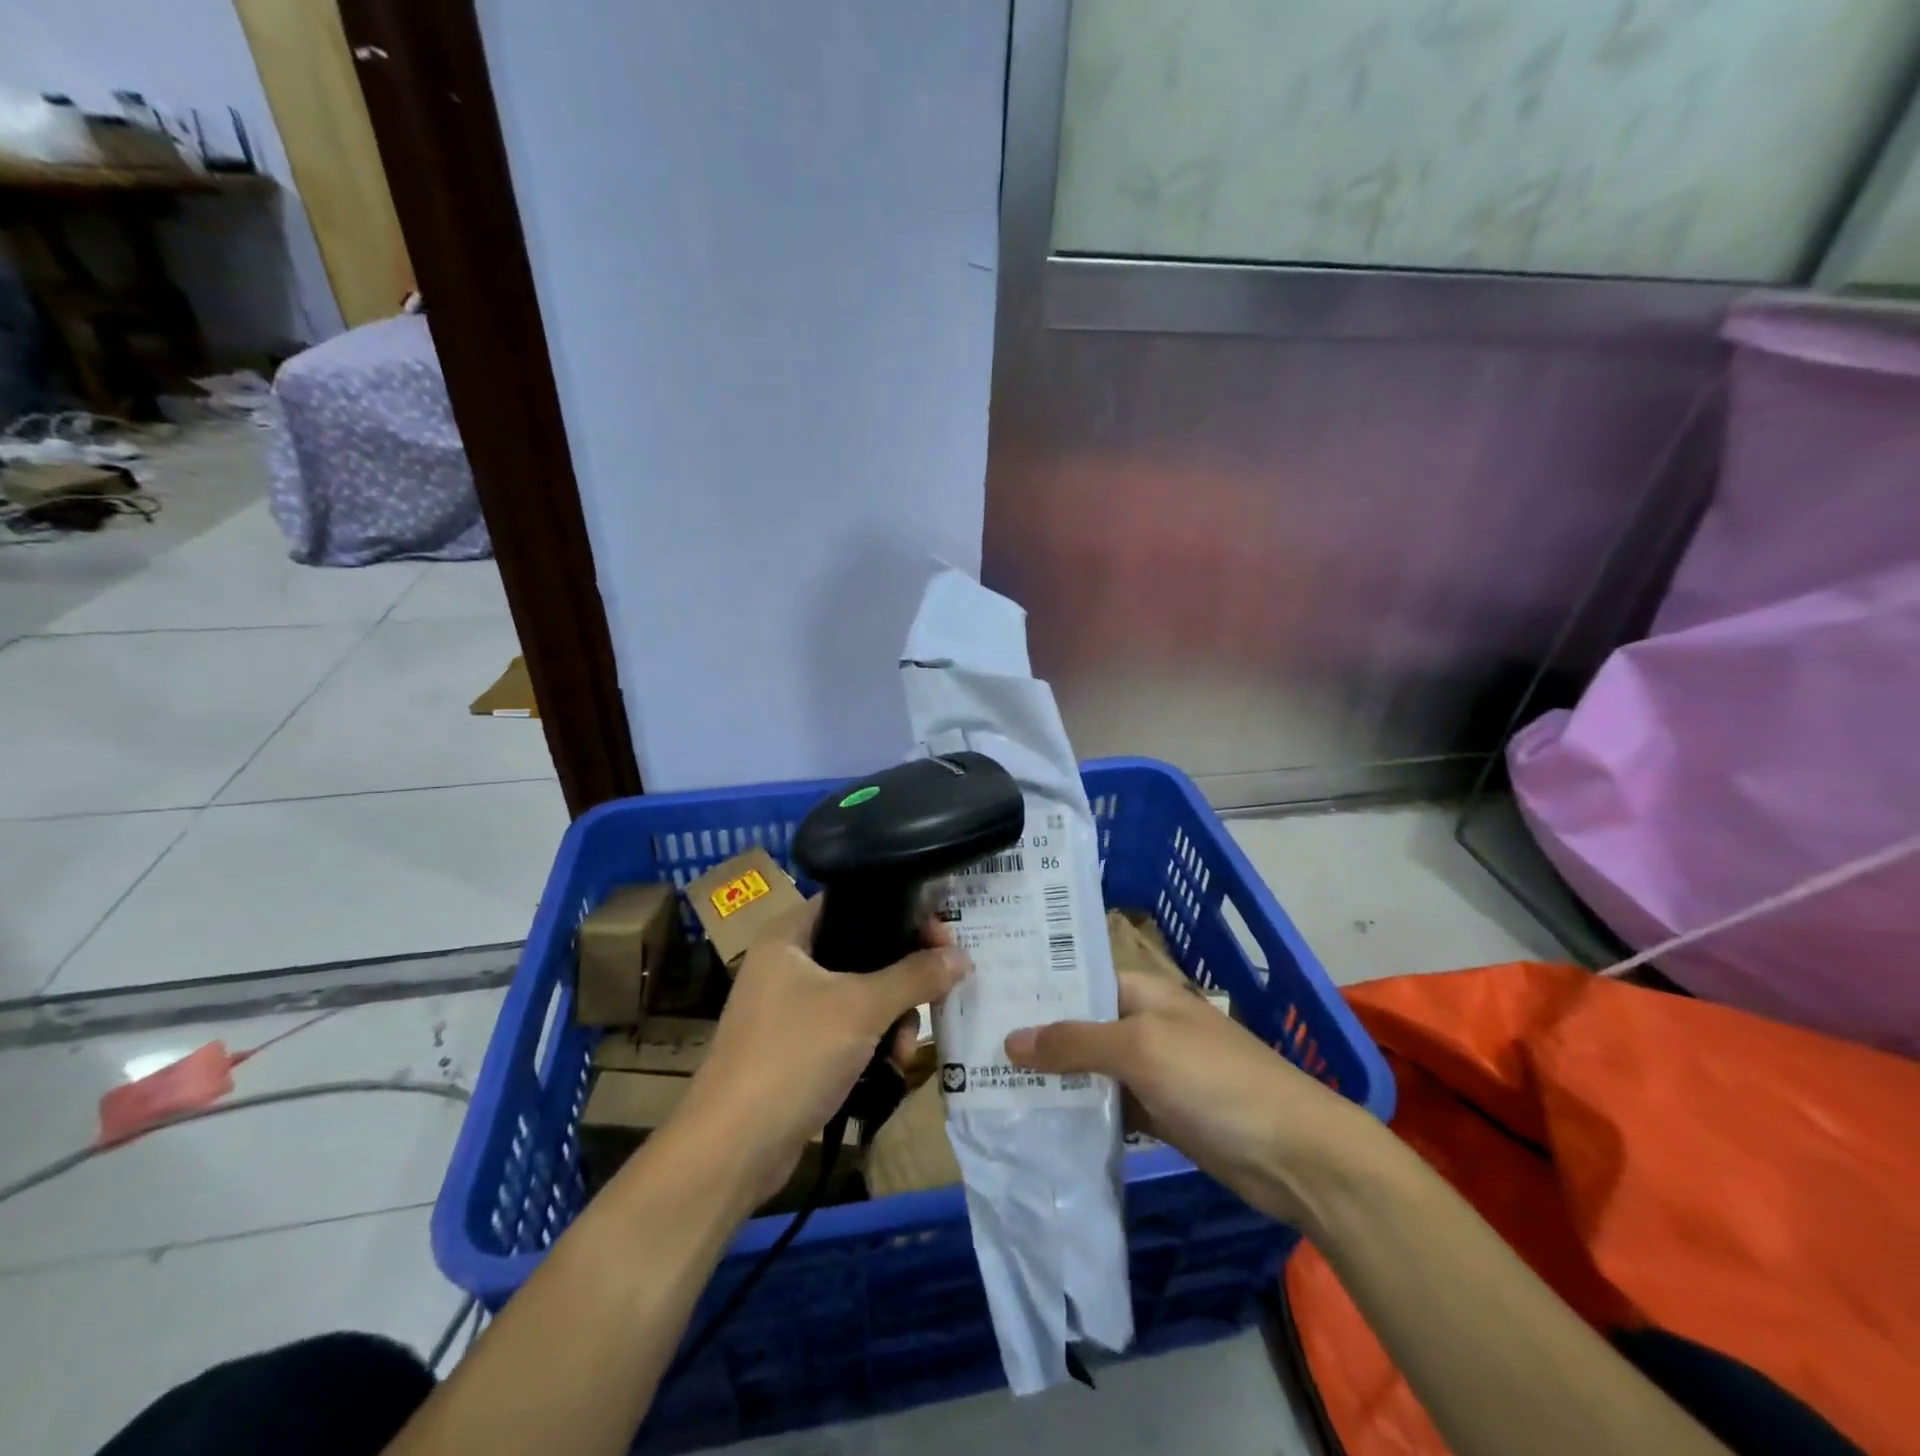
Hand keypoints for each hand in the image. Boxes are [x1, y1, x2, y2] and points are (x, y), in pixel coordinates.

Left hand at [676, 900, 968, 1207]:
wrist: (732, 1149)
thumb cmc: (793, 1055)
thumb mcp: (861, 1008)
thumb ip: (914, 976)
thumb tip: (961, 956)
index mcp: (788, 936)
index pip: (852, 902)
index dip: (899, 912)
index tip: (941, 936)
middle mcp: (786, 964)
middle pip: (862, 950)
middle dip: (903, 976)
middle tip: (937, 990)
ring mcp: (789, 1008)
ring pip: (859, 994)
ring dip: (893, 1017)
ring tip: (907, 1047)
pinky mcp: (796, 1048)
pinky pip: (847, 1029)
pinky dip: (872, 1042)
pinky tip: (891, 1066)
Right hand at [1005, 971, 1358, 1226]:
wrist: (1296, 1156)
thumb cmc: (1216, 1082)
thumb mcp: (1141, 1049)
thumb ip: (1075, 1042)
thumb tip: (1011, 1039)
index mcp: (1143, 993)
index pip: (1078, 979)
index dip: (1037, 986)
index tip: (987, 994)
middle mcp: (1144, 1025)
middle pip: (1080, 1026)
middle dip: (1037, 1036)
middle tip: (975, 1044)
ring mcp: (1153, 1072)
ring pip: (1091, 1069)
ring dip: (1054, 1077)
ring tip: (991, 1083)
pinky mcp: (1160, 1116)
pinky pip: (1109, 1107)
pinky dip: (1081, 1113)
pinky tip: (1038, 1122)